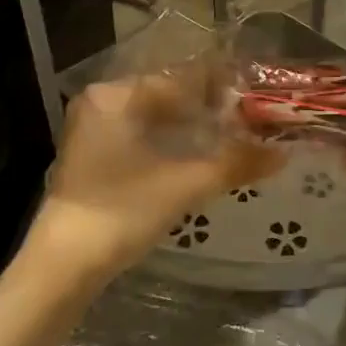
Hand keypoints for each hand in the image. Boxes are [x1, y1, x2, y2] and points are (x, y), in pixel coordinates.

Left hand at [27, 74, 281, 283]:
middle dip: (209, 108)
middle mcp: (101, 102)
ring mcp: (93, 131)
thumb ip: (235, 163)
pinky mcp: (93, 157)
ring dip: (191, 127)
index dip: (222, 86)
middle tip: (250, 120)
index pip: (181, 78)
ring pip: (154, 117)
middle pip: (168, 95)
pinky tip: (196, 156)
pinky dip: (170, 142)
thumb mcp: (185, 185)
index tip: (256, 95)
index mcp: (116, 95)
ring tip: (231, 137)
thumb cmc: (122, 212)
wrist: (63, 267)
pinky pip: (140, 135)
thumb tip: (282, 153)